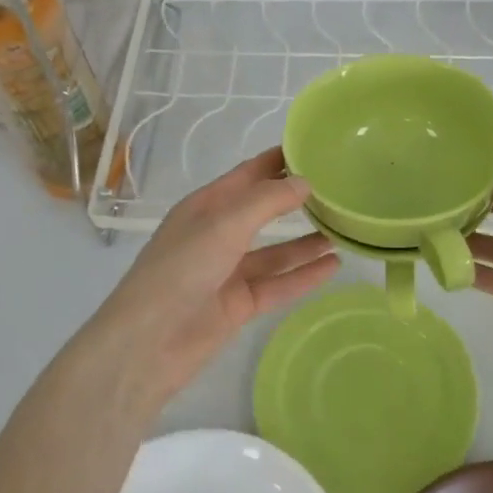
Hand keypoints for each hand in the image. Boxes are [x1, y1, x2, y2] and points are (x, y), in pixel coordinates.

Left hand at [68, 148, 339, 411]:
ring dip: (305, 241)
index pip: (247, 175)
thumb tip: (305, 182)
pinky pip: (278, 284)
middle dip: (296, 200)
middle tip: (339, 189)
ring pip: (275, 252)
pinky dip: (304, 275)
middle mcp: (217, 235)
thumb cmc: (180, 271)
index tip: (315, 149)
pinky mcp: (239, 305)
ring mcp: (228, 272)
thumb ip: (267, 201)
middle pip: (263, 212)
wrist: (148, 343)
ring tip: (344, 229)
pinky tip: (333, 266)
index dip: (277, 161)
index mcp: (205, 207)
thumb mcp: (223, 225)